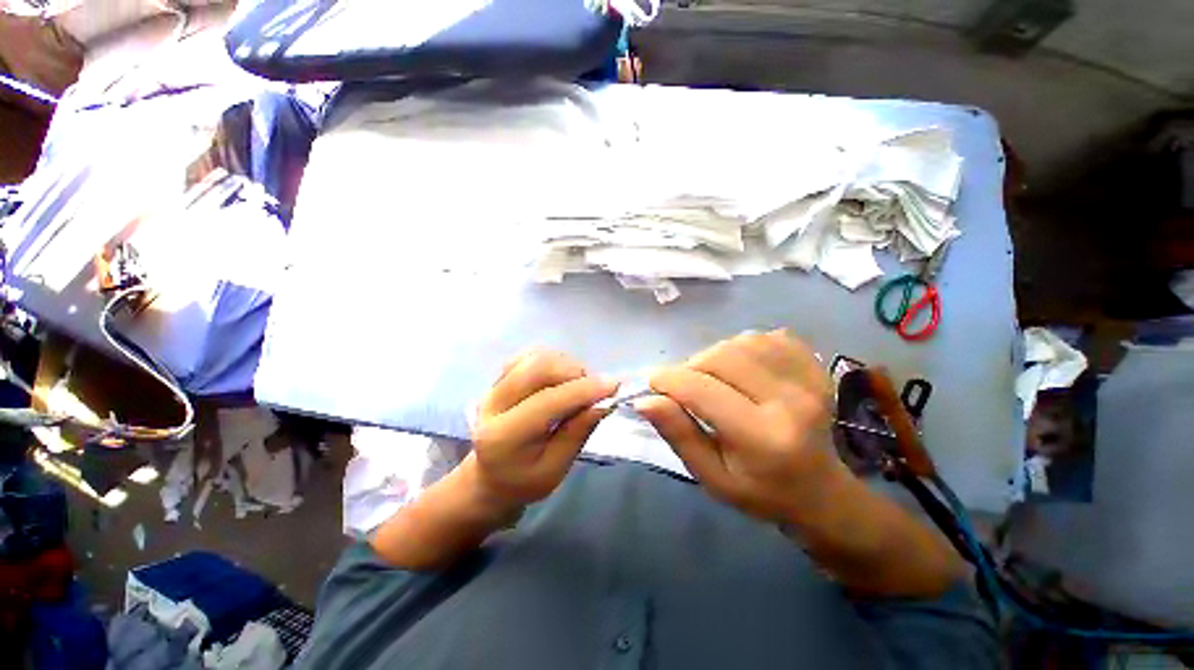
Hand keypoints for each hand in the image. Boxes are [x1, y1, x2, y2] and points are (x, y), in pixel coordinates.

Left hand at [471, 350, 617, 510]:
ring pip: (535, 357)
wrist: (490, 476)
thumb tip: (603, 402)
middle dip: (573, 372)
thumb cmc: (524, 480)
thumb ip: (577, 433)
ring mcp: (493, 386)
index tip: (613, 386)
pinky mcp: (500, 377)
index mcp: (504, 436)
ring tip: (578, 386)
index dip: (583, 390)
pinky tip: (561, 378)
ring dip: (565, 365)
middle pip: (537, 368)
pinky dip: (553, 360)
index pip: (547, 402)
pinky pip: (530, 355)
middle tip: (593, 389)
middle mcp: (493, 403)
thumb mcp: (555, 470)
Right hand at [636, 330, 842, 522]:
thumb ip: (678, 434)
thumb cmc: (759, 491)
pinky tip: (743, 368)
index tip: (653, 385)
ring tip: (715, 379)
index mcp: (762, 437)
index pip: (701, 390)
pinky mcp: (816, 366)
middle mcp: (790, 401)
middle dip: (691, 367)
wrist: (819, 489)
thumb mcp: (710, 476)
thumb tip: (645, 400)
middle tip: (687, 387)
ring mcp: (808, 379)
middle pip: (721, 357)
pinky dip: (745, 346)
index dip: (667, 380)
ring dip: (716, 355)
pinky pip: (767, 337)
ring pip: (741, 342)